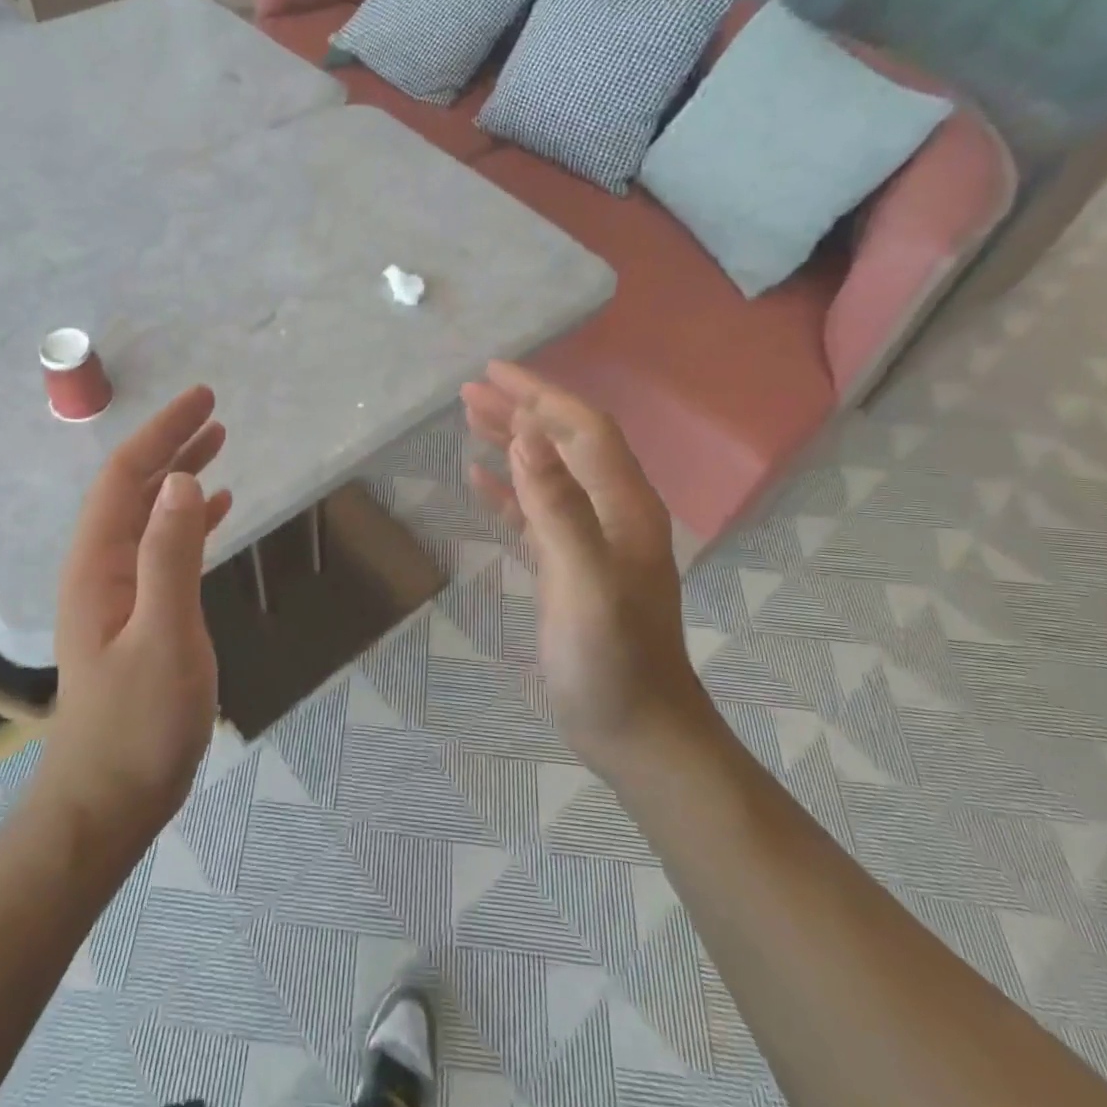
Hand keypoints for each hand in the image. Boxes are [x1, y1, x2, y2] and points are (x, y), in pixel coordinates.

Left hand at [38, 386, 232, 845]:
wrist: (109, 801)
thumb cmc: (138, 723)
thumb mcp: (163, 635)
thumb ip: (171, 555)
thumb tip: (183, 478)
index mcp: (98, 564)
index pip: (127, 477)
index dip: (162, 433)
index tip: (203, 399)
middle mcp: (102, 568)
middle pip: (135, 488)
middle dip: (171, 444)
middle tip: (214, 410)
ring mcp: (118, 592)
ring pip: (149, 515)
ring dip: (180, 476)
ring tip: (217, 444)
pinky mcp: (139, 614)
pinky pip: (164, 548)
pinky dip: (189, 520)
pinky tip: (215, 510)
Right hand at [460, 362, 711, 776]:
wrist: (638, 733)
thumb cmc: (612, 661)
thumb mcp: (583, 582)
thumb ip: (557, 507)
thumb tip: (526, 436)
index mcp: (623, 506)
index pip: (582, 428)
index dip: (539, 395)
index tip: (493, 372)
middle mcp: (613, 512)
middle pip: (565, 443)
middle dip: (521, 411)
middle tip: (469, 391)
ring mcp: (593, 540)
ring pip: (549, 473)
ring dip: (512, 442)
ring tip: (469, 419)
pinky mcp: (572, 566)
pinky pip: (537, 512)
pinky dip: (509, 490)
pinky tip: (479, 480)